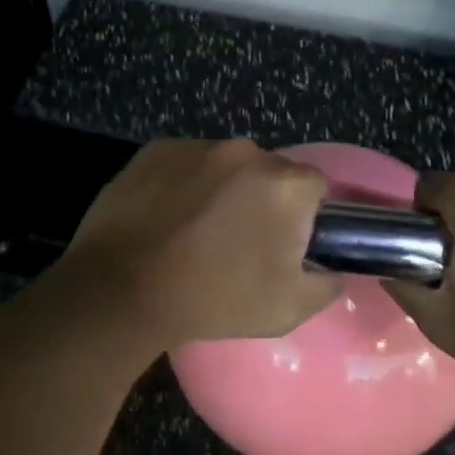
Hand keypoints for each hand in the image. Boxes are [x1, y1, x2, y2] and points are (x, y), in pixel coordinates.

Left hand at [54, 139, 341, 351]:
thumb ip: (325, 284)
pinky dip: (183, 183)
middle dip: (261, 199)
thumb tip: (332, 270)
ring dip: (220, 189)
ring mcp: (197, 146)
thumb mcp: (287, 308)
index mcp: (285, 184)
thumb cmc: (214, 299)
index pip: (314, 187)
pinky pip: (185, 163)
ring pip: (224, 165)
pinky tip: (165, 217)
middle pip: (268, 172)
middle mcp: (245, 152)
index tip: (283, 243)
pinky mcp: (156, 149)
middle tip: (238, 240)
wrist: (123, 289)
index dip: (304, 216)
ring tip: (194, 229)